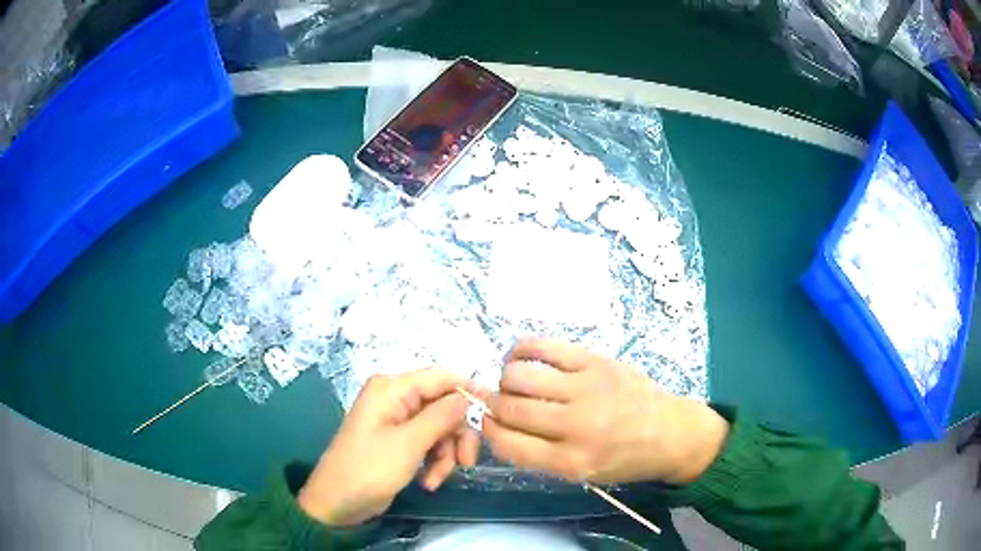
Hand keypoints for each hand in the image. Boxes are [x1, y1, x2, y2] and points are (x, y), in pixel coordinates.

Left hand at [298, 369, 480, 525]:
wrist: (337, 503)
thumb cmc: (368, 469)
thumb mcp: (408, 444)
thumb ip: (441, 416)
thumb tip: (468, 395)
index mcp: (392, 389)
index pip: (441, 377)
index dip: (469, 392)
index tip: (492, 416)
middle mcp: (396, 399)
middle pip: (444, 406)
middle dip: (457, 435)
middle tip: (466, 462)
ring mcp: (398, 421)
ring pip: (441, 428)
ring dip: (446, 455)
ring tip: (437, 479)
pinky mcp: (400, 442)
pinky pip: (429, 444)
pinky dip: (434, 462)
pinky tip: (428, 482)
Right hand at [483, 339, 728, 484]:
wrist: (671, 432)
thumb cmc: (624, 459)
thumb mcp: (581, 473)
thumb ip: (539, 455)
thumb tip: (498, 425)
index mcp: (571, 461)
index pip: (509, 443)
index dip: (488, 431)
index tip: (486, 423)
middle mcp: (576, 425)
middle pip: (510, 408)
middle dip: (491, 405)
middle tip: (495, 402)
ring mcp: (586, 388)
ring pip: (519, 375)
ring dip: (505, 380)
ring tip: (511, 382)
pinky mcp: (595, 360)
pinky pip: (543, 347)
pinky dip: (520, 350)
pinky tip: (519, 357)